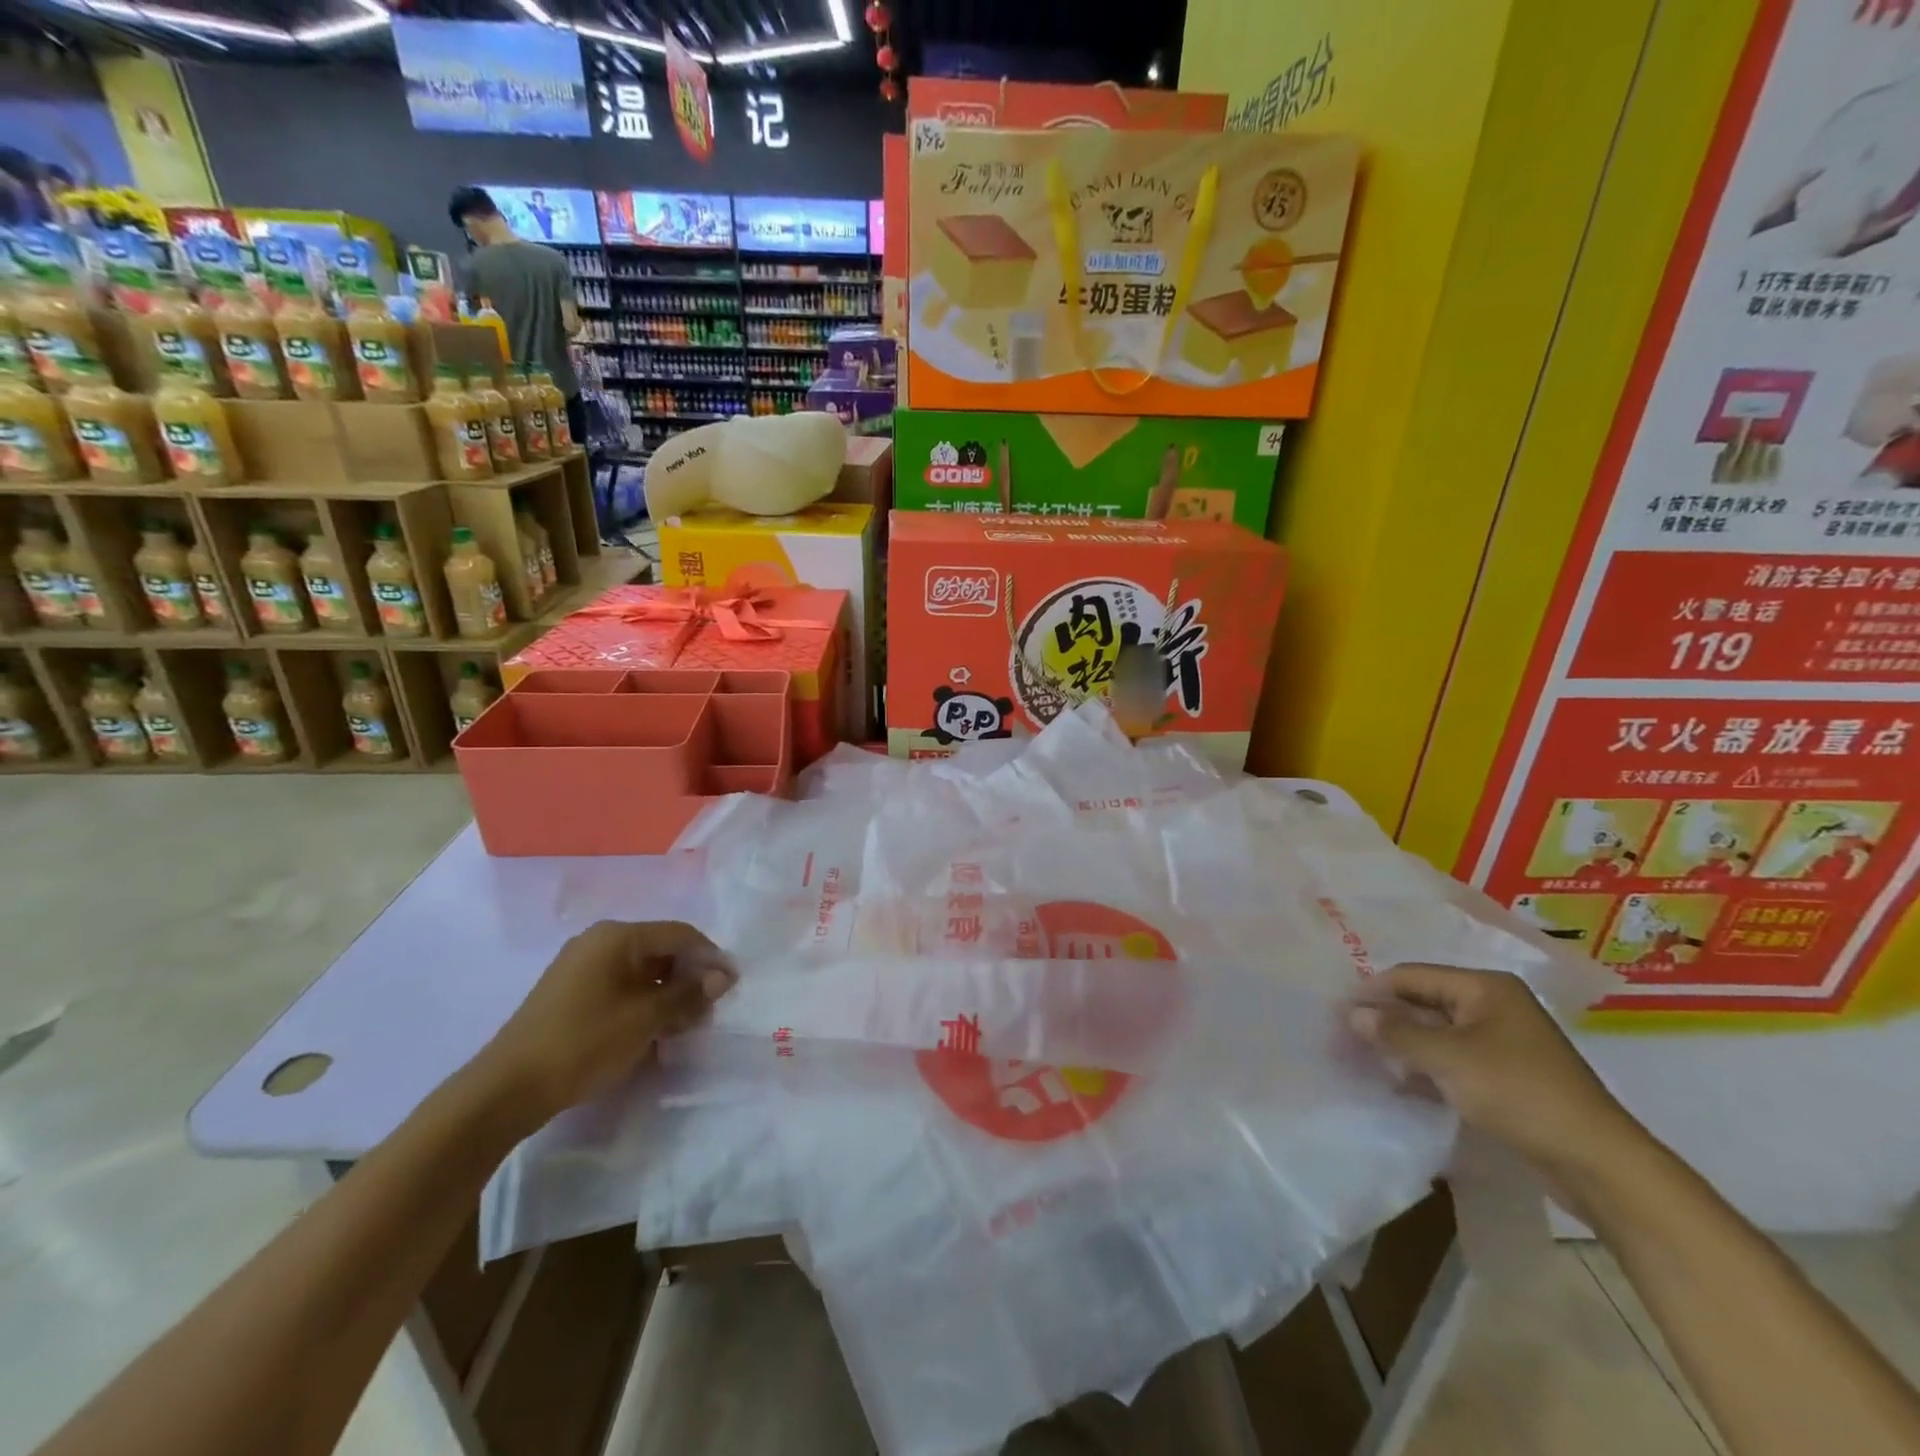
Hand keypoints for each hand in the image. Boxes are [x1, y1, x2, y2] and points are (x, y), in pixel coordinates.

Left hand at [479, 920, 734, 1123]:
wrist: (506, 1089)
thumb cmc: (584, 1043)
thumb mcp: (645, 1019)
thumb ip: (688, 994)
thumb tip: (722, 977)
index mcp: (617, 936)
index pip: (680, 934)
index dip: (711, 957)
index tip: (733, 985)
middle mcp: (598, 941)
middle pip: (660, 950)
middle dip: (689, 977)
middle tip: (709, 1009)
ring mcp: (580, 967)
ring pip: (641, 971)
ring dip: (667, 993)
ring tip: (684, 1024)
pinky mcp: (570, 993)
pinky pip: (620, 987)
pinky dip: (642, 1003)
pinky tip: (651, 1030)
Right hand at [1349, 964, 1643, 1178]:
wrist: (1597, 1163)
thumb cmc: (1518, 1092)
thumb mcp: (1448, 1058)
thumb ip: (1396, 1032)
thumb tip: (1353, 1014)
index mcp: (1485, 987)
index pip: (1413, 976)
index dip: (1374, 991)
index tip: (1338, 1011)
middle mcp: (1494, 1006)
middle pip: (1425, 1002)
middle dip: (1387, 1019)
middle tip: (1346, 1038)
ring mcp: (1503, 1042)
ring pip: (1437, 1034)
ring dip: (1404, 1047)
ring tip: (1367, 1062)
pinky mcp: (1507, 1077)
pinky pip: (1454, 1061)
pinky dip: (1427, 1069)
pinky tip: (1401, 1085)